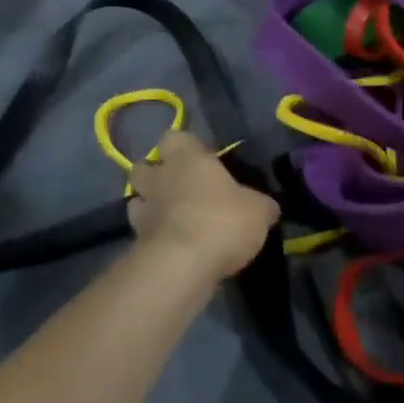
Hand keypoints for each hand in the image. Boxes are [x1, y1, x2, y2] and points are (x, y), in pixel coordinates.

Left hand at [126, 131, 277, 278]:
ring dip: (149, 206)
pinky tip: (171, 246)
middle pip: (144, 166)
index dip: (184, 146)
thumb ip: (261, 205)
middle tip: (179, 188)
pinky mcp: (136, 242)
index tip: (200, 160)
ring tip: (170, 218)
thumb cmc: (222, 222)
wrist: (182, 266)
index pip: (174, 137)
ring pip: (136, 199)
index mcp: (188, 159)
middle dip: (156, 174)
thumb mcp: (259, 211)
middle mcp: (161, 178)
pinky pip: (141, 232)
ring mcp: (143, 211)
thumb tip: (268, 208)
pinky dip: (151, 237)